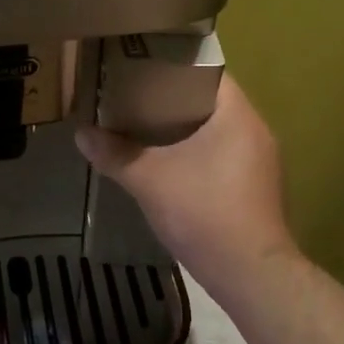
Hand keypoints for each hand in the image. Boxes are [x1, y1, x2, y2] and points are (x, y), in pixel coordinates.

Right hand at [76, 74, 299, 291]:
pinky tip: (171, 168)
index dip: (174, 68)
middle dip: (173, 101)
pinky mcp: (258, 189)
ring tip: (147, 130)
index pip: (209, 73)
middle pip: (212, 103)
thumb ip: (115, 154)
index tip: (143, 69)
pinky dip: (199, 156)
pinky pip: (225, 157)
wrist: (250, 275)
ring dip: (186, 131)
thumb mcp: (150, 180)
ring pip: (219, 133)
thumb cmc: (204, 213)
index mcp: (237, 116)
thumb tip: (81, 134)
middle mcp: (256, 132)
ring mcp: (262, 163)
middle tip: (135, 98)